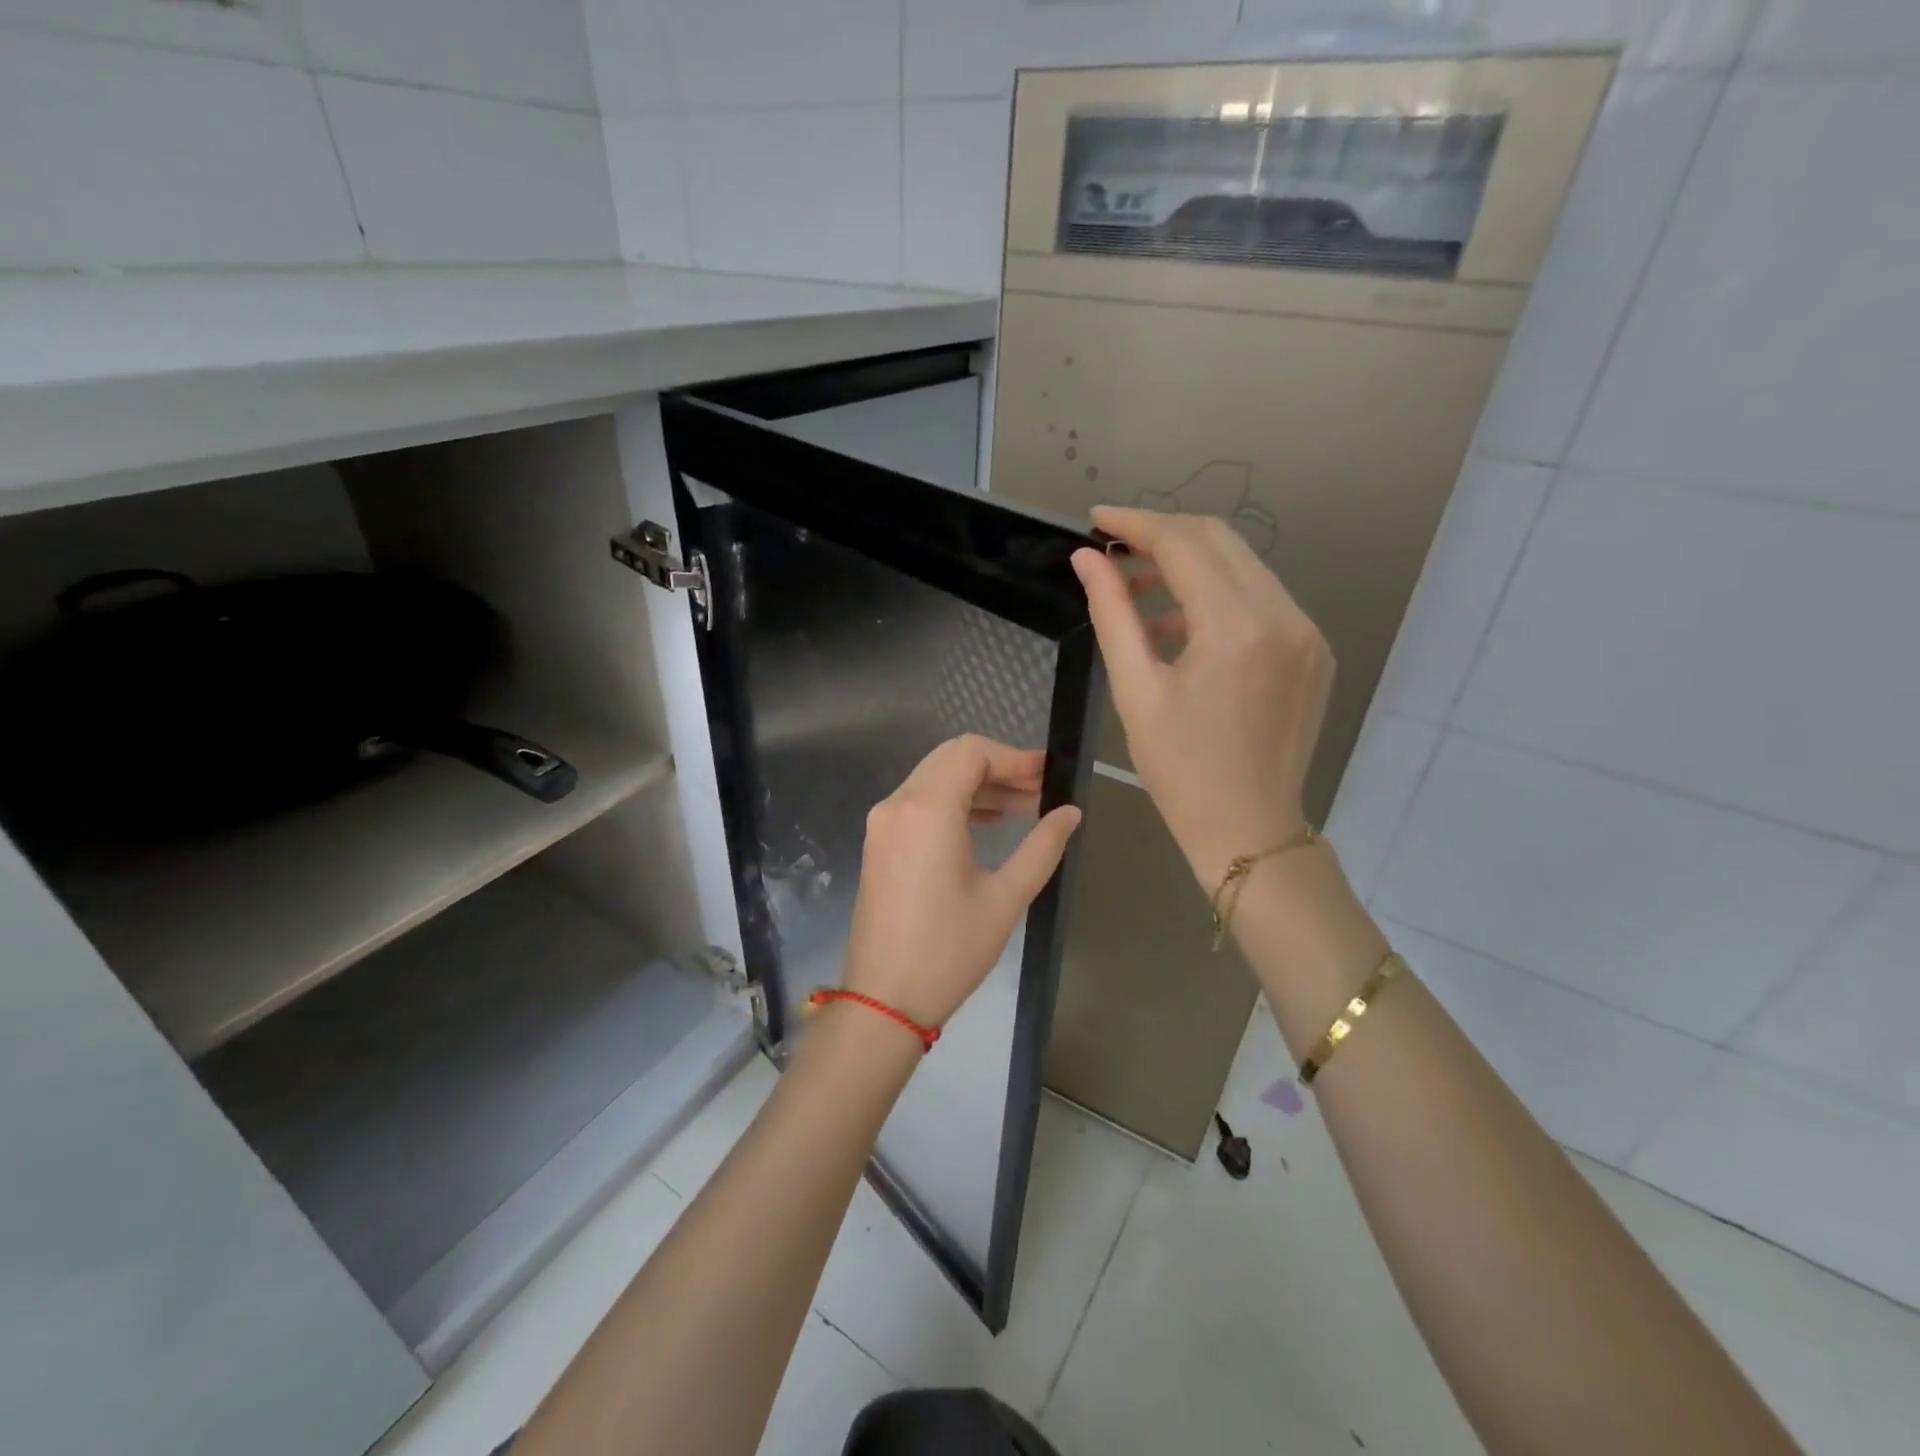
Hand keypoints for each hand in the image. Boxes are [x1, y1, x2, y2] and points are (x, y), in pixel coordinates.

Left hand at [842, 735, 1082, 1030]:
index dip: (1014, 757)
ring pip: (934, 779)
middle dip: (998, 768)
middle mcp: (898, 804)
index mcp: (927, 810)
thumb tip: (1071, 812)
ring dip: (977, 786)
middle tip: (1039, 791)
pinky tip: (986, 824)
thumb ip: (1042, 846)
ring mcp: (883, 823)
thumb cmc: (949, 950)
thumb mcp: (1005, 898)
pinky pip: (919, 803)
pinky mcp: (879, 843)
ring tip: (1022, 809)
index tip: (1048, 775)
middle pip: (951, 759)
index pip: (972, 753)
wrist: (884, 1000)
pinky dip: (953, 803)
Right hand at [1071, 507, 1333, 889]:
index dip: (1135, 524)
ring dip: (1190, 565)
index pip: (1184, 544)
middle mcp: (1283, 616)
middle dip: (1162, 535)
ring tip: (1138, 591)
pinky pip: (1261, 599)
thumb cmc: (1179, 769)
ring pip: (1243, 566)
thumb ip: (1112, 613)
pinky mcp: (1314, 649)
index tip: (1096, 520)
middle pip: (1219, 541)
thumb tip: (1087, 560)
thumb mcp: (1135, 690)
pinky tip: (1180, 626)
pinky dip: (1218, 596)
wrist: (1248, 828)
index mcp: (1236, 628)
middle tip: (1114, 549)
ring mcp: (1307, 631)